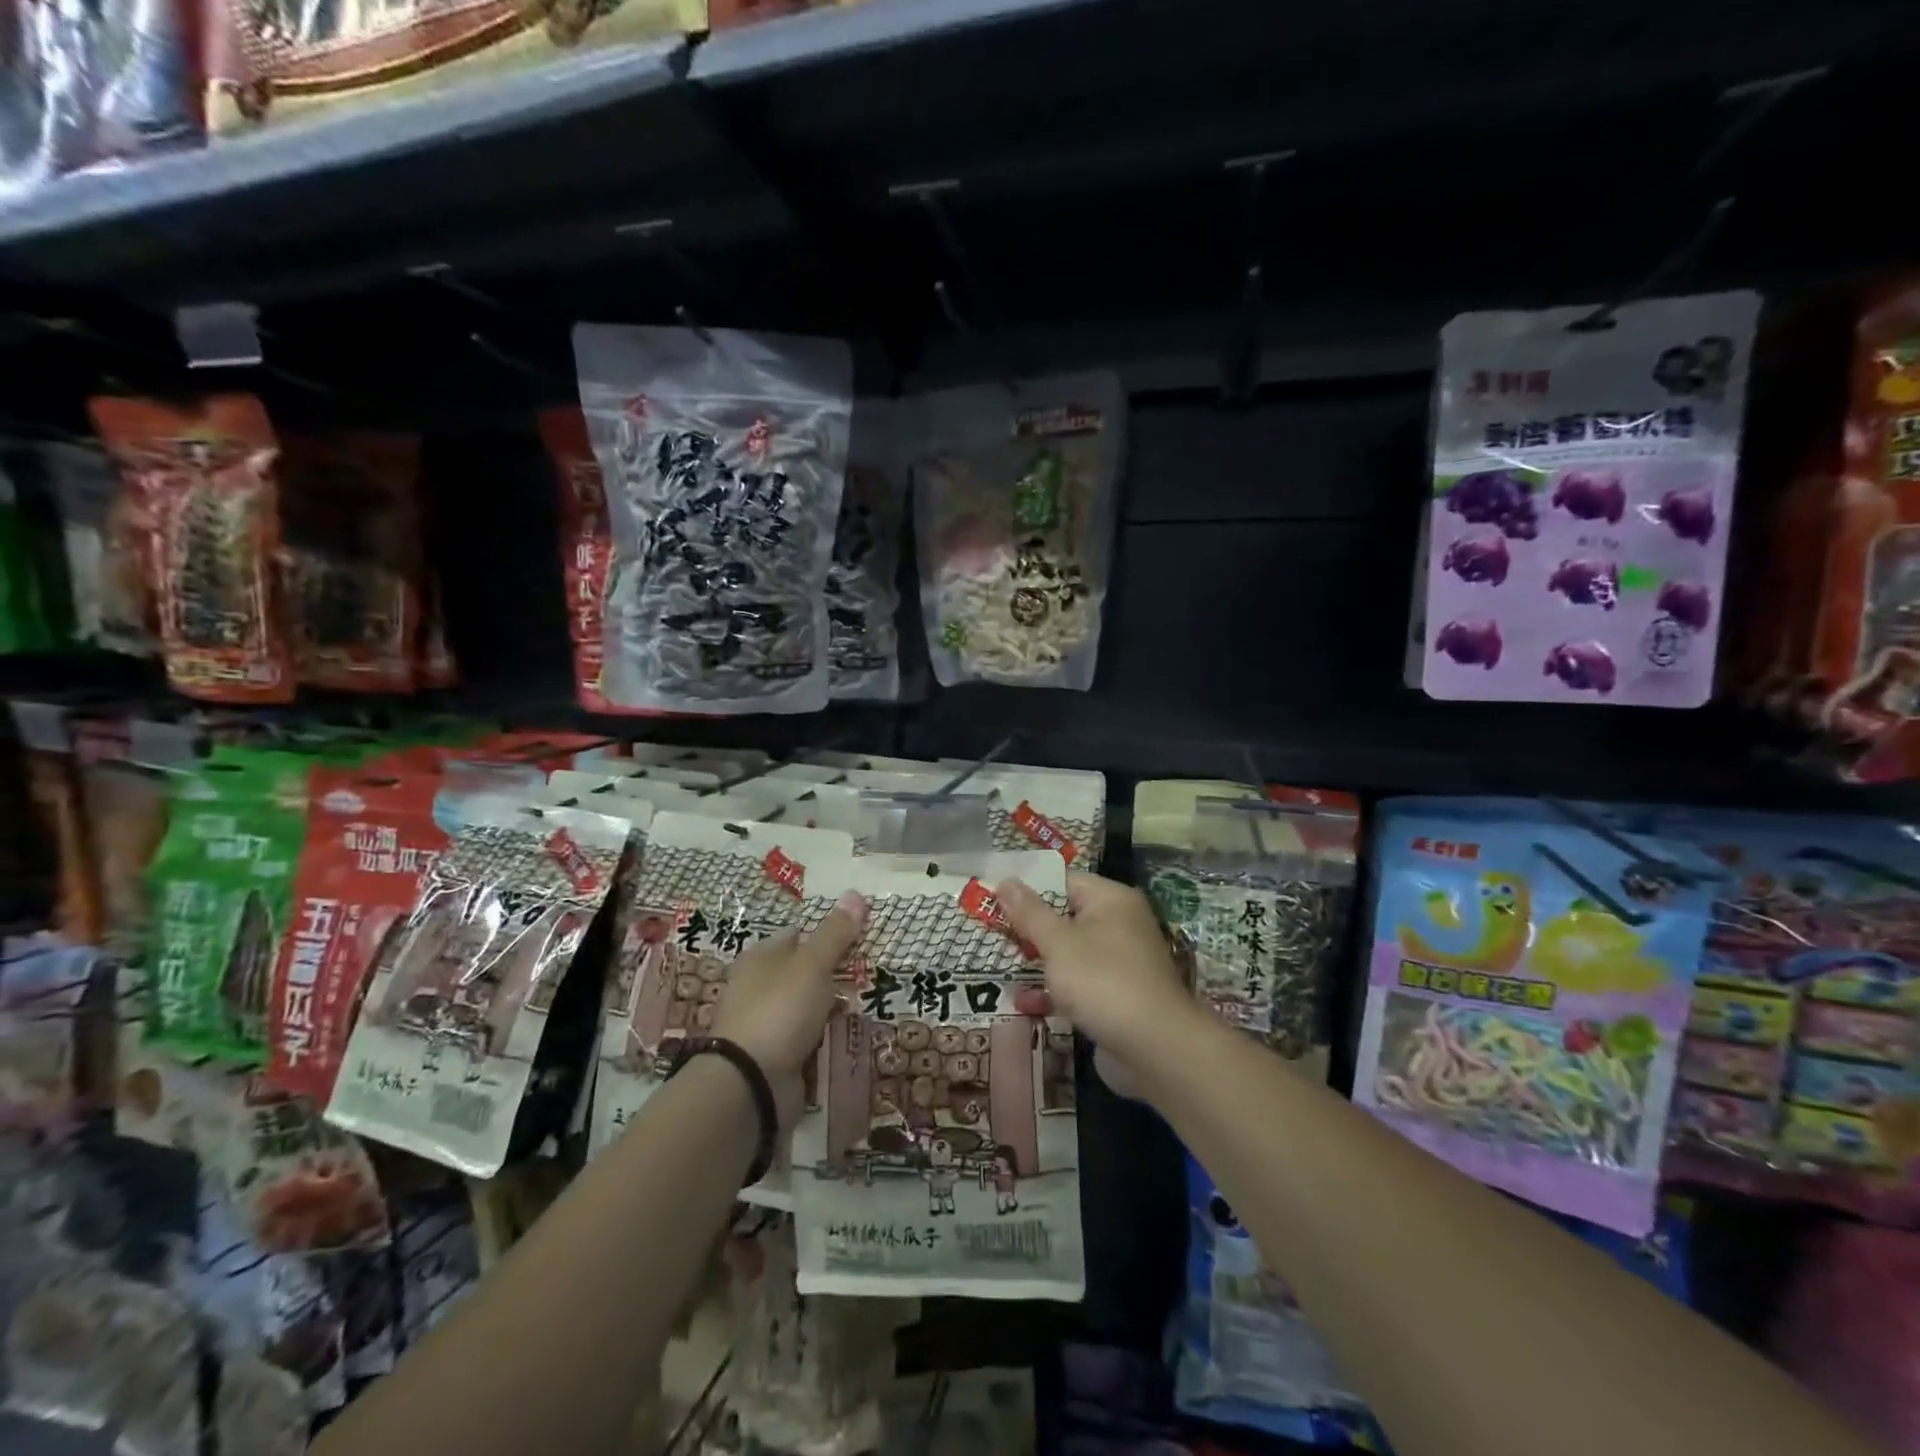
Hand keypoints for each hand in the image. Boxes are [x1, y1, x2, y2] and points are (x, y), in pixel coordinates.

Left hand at [711, 892, 865, 1126]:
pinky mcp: (777, 1057)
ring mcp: (768, 1025)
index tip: (861, 935)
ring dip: (833, 1008)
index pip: (798, 935)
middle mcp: (760, 988)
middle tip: (872, 971)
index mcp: (760, 958)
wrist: (750, 1084)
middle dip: (835, 974)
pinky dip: (827, 1038)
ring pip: (810, 1007)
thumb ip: (835, 933)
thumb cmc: (779, 1010)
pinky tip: (850, 1035)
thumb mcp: (812, 965)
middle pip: (805, 972)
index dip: (828, 932)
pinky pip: (809, 1039)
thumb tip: (856, 893)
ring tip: (869, 1003)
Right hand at [996, 873, 1197, 1086]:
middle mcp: (1118, 925)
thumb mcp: (1058, 943)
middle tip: (988, 931)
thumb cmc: (1102, 981)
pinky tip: (1022, 1004)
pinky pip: (1078, 985)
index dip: (1027, 887)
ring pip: (1069, 953)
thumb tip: (1006, 880)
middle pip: (1065, 917)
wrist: (1156, 1049)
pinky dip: (1053, 991)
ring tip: (998, 965)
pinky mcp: (1115, 997)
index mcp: (1110, 900)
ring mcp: (1118, 963)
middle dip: (1028, 927)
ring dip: (1037, 961)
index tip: (992, 896)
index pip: (1063, 880)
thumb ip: (1029, 912)